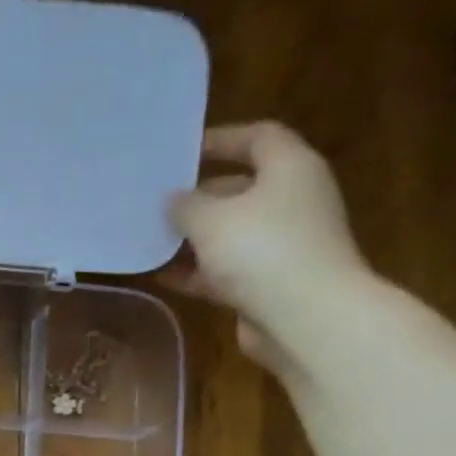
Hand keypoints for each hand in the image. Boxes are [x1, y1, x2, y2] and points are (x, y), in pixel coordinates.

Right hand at [163, 122, 370, 372]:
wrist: (304, 317)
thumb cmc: (261, 250)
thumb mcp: (211, 220)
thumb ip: (185, 206)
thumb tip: (172, 200)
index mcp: (289, 169)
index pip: (257, 138)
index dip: (220, 139)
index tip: (181, 152)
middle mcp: (291, 200)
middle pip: (240, 188)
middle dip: (197, 198)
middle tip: (155, 204)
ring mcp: (282, 244)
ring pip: (229, 233)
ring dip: (191, 239)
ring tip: (150, 243)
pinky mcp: (269, 282)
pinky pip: (225, 269)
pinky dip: (197, 271)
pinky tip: (162, 277)